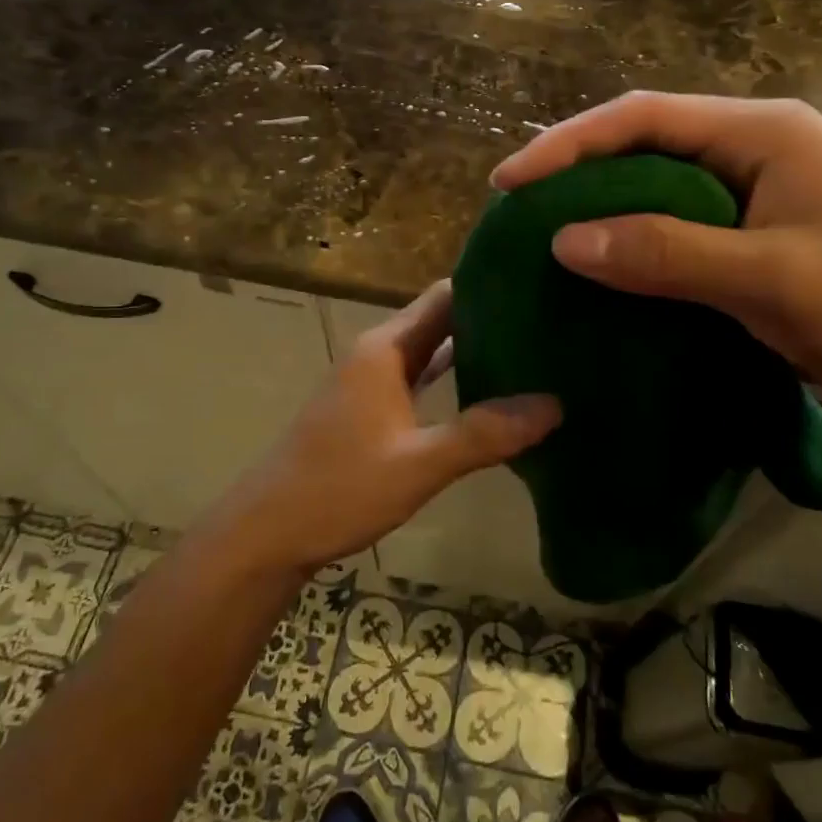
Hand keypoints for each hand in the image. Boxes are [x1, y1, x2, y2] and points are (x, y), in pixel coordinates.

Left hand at [213, 281, 560, 575]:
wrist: (268, 533)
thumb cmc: (338, 488)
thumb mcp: (418, 464)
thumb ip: (484, 434)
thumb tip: (554, 404)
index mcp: (385, 348)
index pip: (444, 296)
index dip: (489, 287)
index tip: (538, 288)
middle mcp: (378, 354)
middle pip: (440, 321)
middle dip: (490, 319)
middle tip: (550, 323)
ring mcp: (372, 383)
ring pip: (430, 352)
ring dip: (473, 351)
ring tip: (532, 353)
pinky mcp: (371, 411)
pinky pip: (420, 381)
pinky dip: (452, 381)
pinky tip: (488, 395)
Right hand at [491, 92, 821, 415]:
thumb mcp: (769, 277)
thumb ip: (667, 252)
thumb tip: (564, 239)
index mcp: (764, 131)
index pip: (646, 117)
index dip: (571, 143)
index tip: (510, 181)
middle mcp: (756, 146)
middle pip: (647, 139)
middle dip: (580, 165)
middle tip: (518, 202)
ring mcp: (756, 188)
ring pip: (658, 180)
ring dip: (603, 200)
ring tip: (545, 226)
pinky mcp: (753, 230)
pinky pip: (676, 218)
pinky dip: (634, 234)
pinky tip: (603, 259)